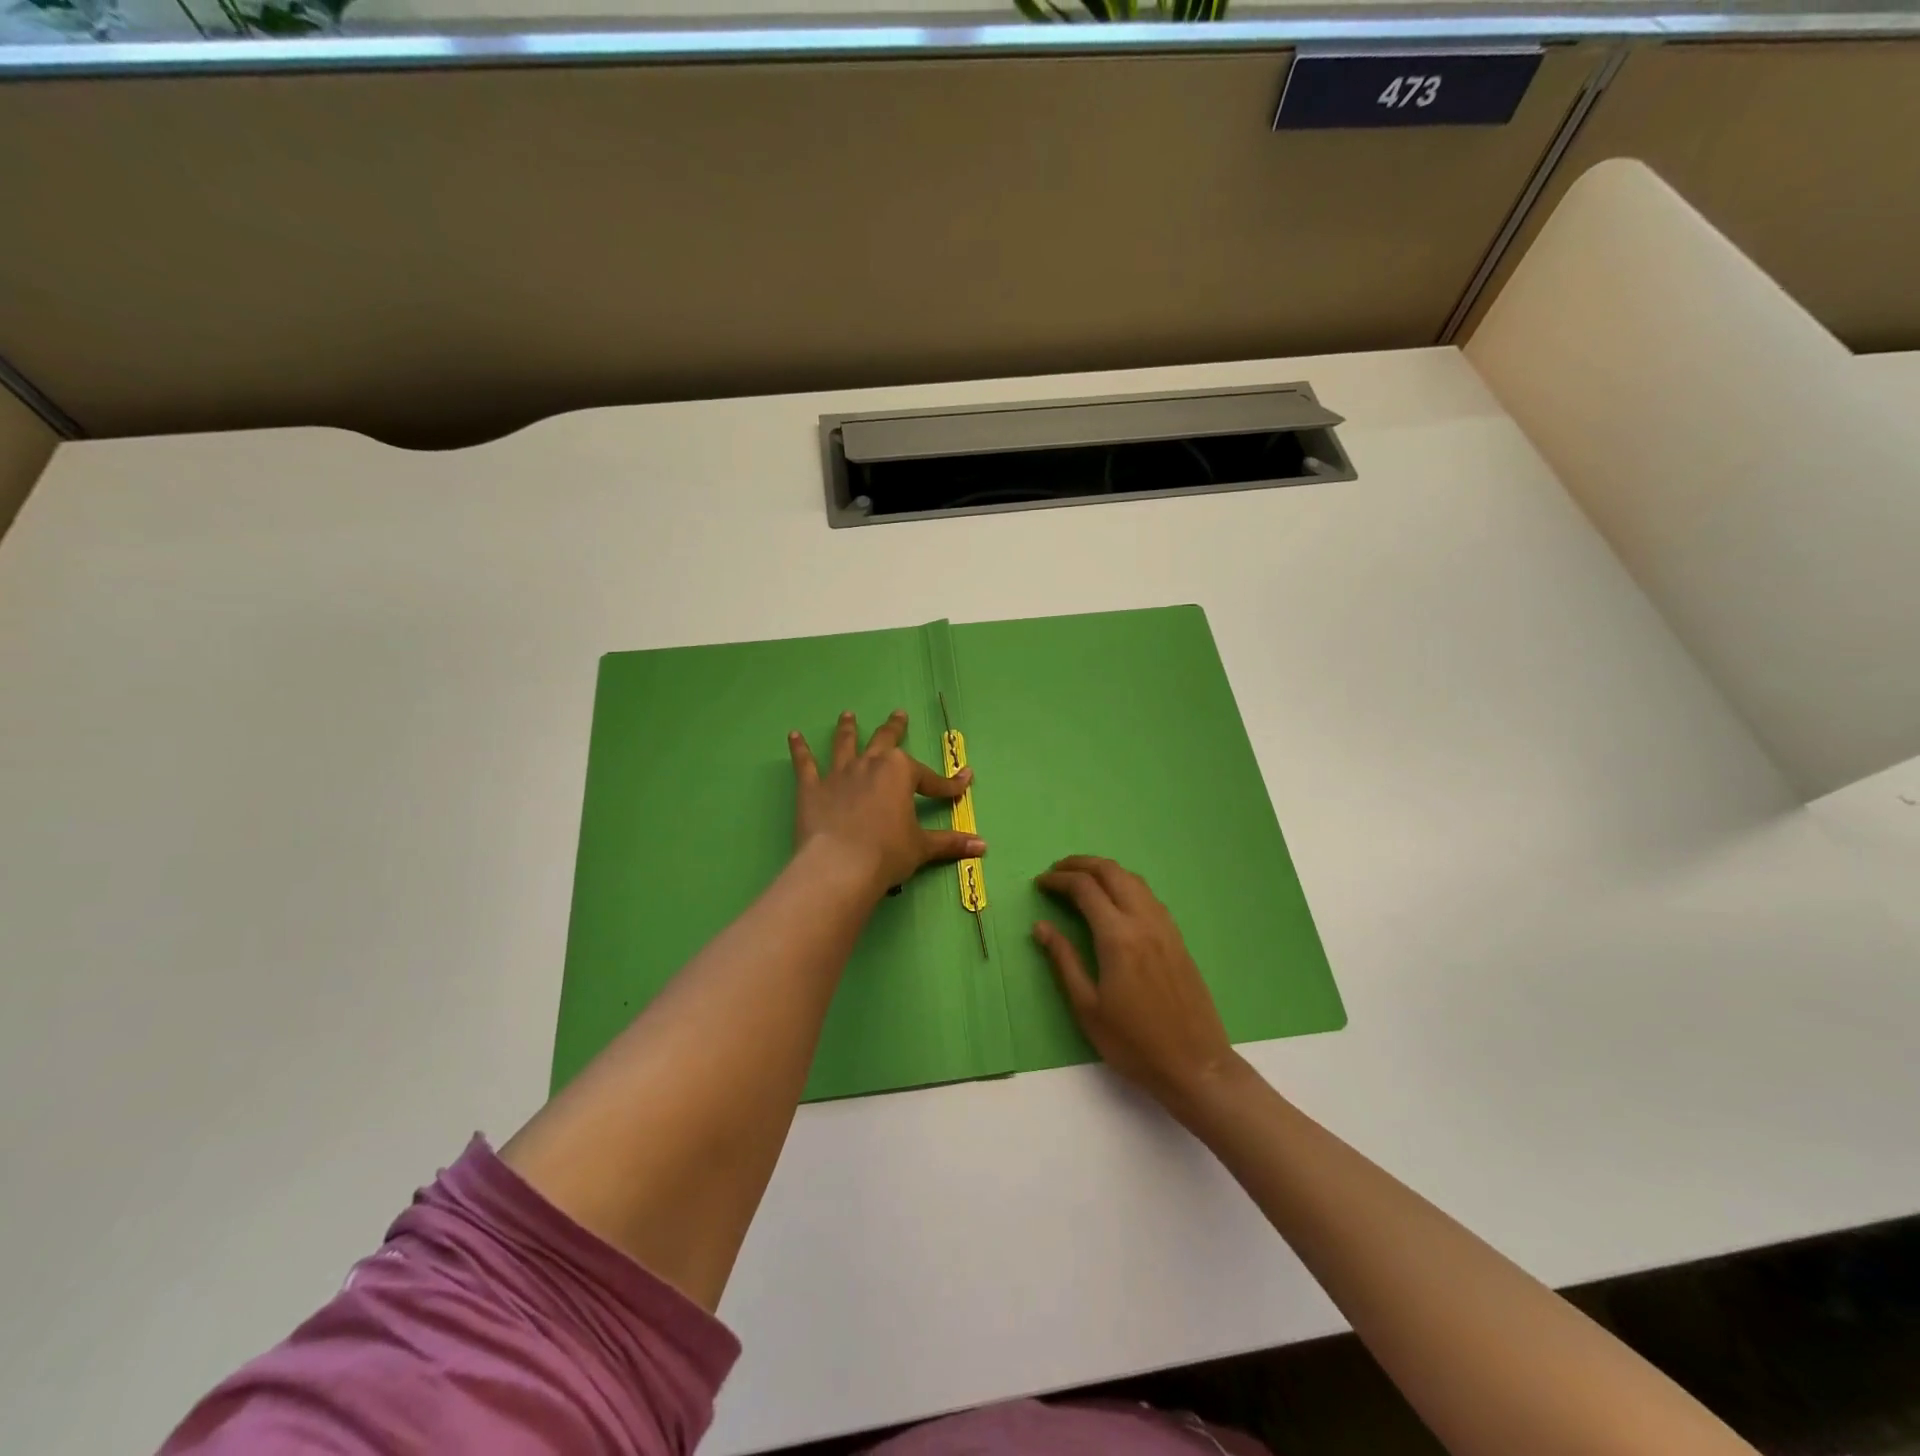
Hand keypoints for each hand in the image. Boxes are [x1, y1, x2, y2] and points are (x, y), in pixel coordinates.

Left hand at [790, 710, 981, 899]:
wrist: (840, 866)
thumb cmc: (887, 853)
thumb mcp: (922, 847)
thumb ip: (950, 843)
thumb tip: (982, 847)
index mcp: (900, 773)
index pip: (930, 778)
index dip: (948, 784)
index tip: (964, 782)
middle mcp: (870, 764)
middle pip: (884, 741)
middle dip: (894, 728)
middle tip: (898, 715)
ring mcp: (838, 774)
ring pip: (844, 744)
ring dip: (847, 729)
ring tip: (847, 715)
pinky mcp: (811, 788)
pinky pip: (805, 764)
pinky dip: (799, 749)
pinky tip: (793, 735)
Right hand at [1034, 855, 1242, 1114]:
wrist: (1195, 1065)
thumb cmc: (1133, 1043)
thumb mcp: (1087, 1007)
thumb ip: (1064, 960)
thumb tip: (1041, 926)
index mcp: (1118, 937)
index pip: (1084, 889)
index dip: (1058, 880)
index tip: (1039, 883)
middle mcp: (1143, 921)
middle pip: (1111, 872)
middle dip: (1080, 864)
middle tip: (1057, 871)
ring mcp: (1165, 927)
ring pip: (1133, 879)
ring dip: (1105, 871)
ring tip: (1082, 880)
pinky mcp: (1177, 938)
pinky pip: (1148, 896)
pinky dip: (1125, 885)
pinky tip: (1115, 901)